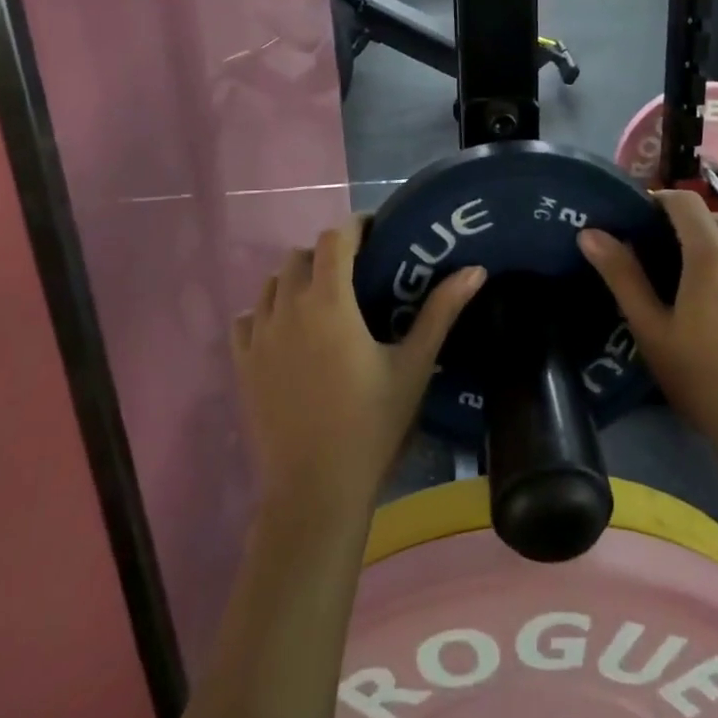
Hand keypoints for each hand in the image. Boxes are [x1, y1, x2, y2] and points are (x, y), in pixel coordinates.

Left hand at [234, 217, 486, 514]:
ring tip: (324, 299)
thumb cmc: (372, 424)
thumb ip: (441, 311)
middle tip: (358, 271)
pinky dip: (267, 310)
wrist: (315, 490)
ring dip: (298, 278)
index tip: (377, 232)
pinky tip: (288, 330)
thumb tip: (476, 270)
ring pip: (272, 282)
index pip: (335, 238)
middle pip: (301, 255)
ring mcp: (260, 336)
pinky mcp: (242, 363)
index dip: (356, 226)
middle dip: (329, 253)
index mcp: (329, 301)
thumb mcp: (414, 366)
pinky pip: (248, 317)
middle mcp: (288, 307)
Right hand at [579, 190, 717, 456]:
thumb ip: (622, 276)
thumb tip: (591, 234)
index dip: (660, 201)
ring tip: (703, 290)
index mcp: (712, 254)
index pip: (685, 201)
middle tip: (666, 262)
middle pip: (714, 220)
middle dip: (688, 229)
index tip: (642, 220)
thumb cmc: (704, 380)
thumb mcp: (652, 331)